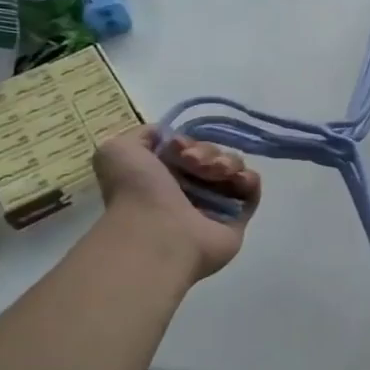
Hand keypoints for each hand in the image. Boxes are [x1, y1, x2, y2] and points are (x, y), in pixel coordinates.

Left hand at [92, 127, 260, 282]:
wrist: (159, 234)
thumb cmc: (136, 193)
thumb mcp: (118, 151)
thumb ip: (141, 135)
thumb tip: (170, 138)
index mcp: (162, 176)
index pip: (188, 147)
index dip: (187, 141)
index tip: (178, 148)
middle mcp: (188, 189)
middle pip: (213, 154)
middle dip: (207, 151)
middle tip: (194, 163)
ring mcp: (214, 203)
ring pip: (233, 167)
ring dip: (227, 161)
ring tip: (216, 173)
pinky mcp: (238, 217)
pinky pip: (251, 188)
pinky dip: (248, 178)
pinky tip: (236, 180)